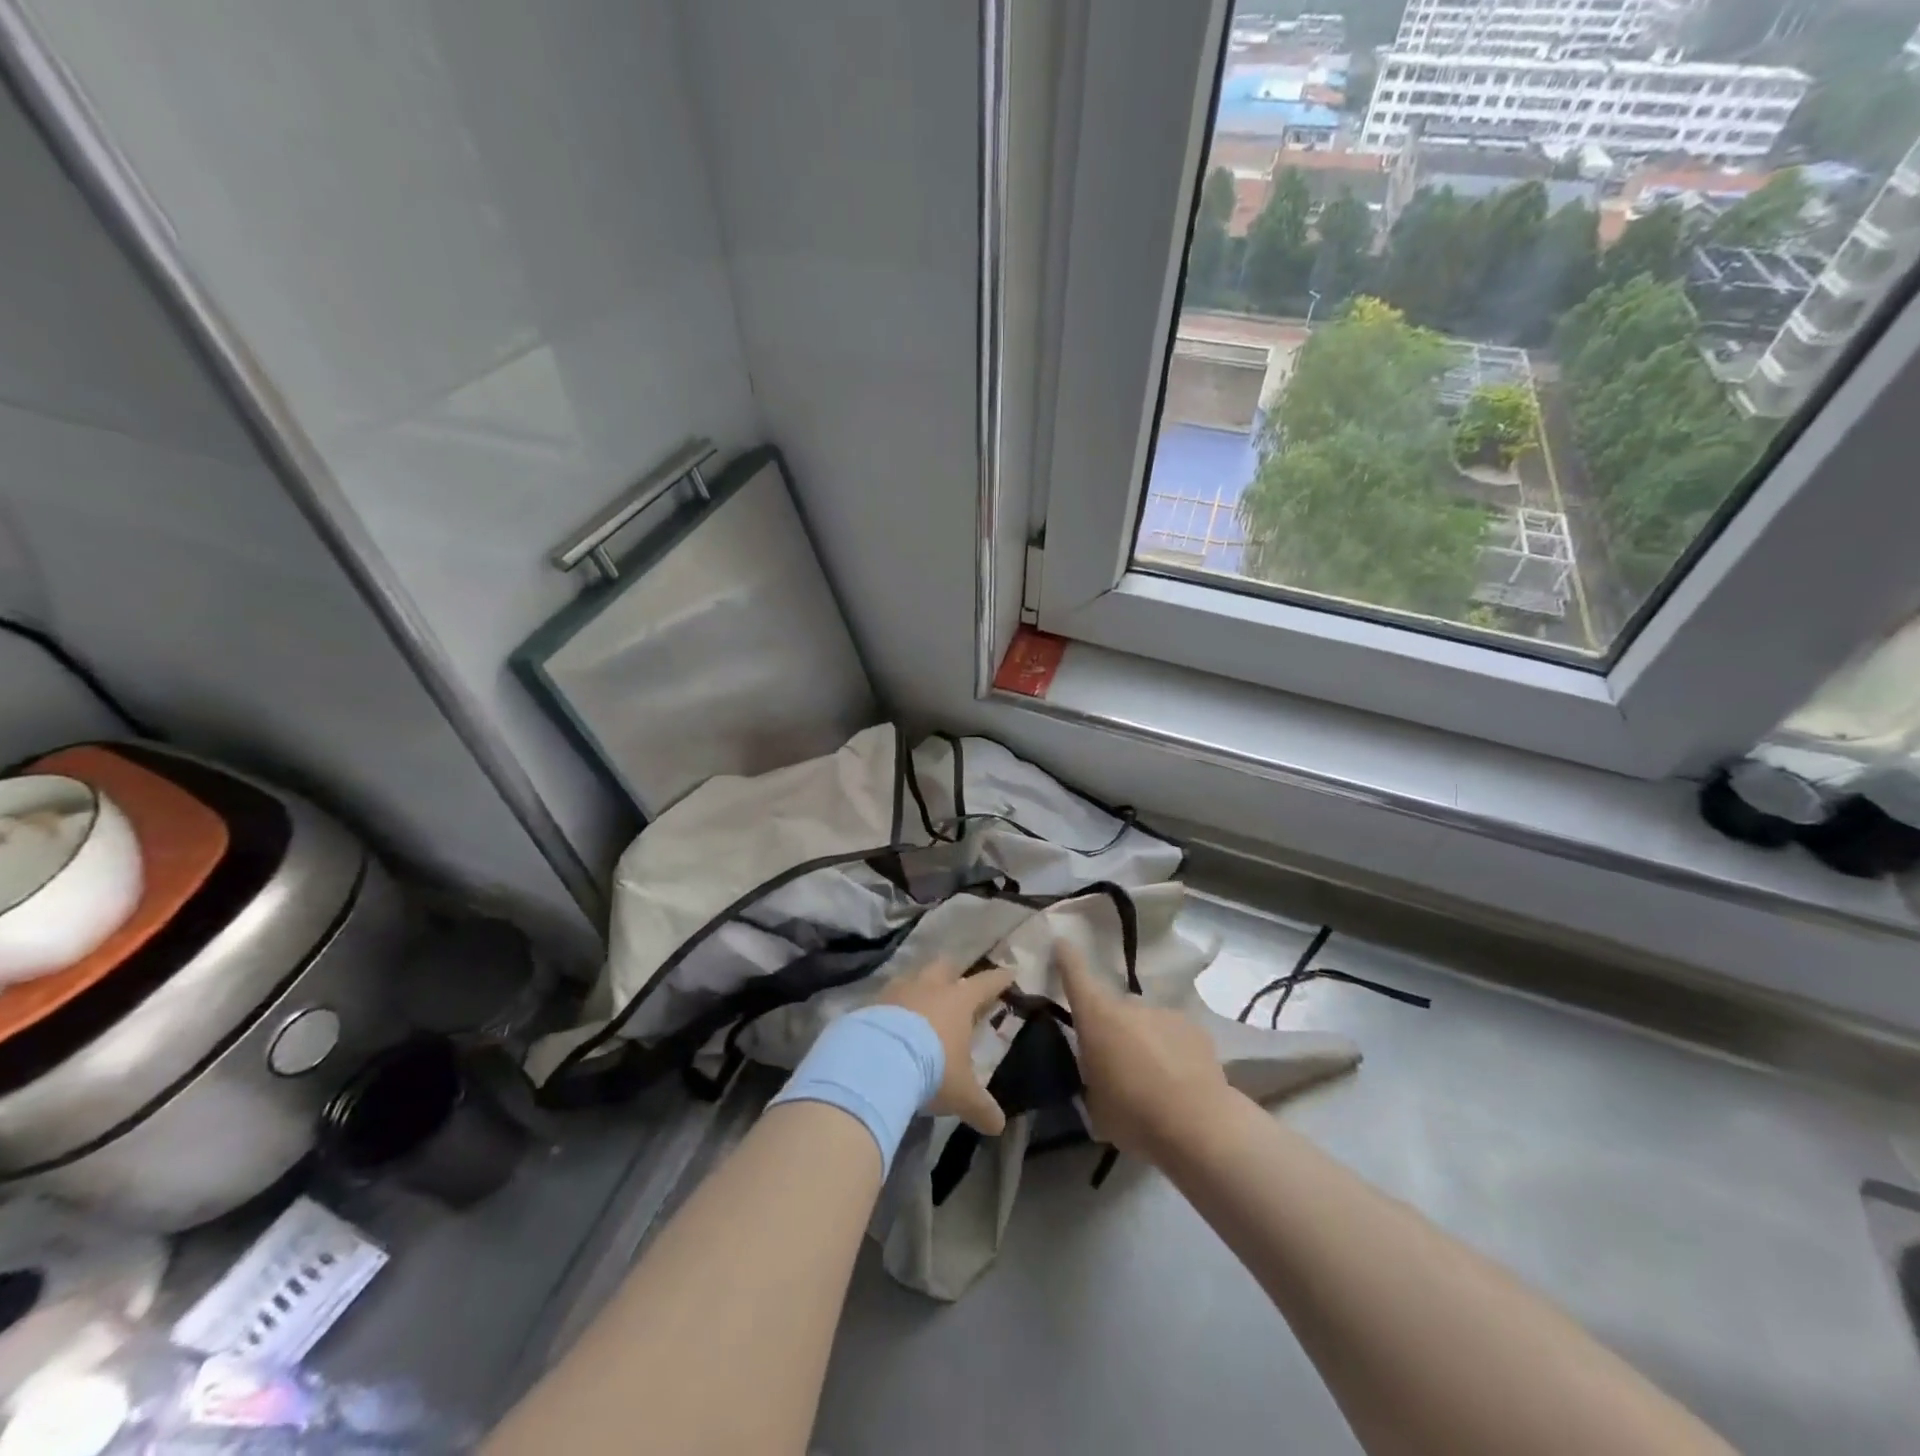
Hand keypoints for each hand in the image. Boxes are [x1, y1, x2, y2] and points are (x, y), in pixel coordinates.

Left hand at [878, 959, 1015, 1135]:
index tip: (1009, 972)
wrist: (876, 1062)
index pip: (986, 983)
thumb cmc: (931, 1070)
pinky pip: (888, 998)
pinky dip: (894, 1006)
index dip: (999, 979)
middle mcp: (929, 986)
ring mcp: (898, 990)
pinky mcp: (872, 1003)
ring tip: (921, 1003)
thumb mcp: (961, 1093)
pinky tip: (892, 1022)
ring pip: (913, 977)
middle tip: (957, 985)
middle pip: (945, 967)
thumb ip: (981, 1106)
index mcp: (959, 1000)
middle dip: (953, 973)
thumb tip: (999, 1126)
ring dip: (920, 987)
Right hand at [1055, 940, 1230, 1162]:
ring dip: (1144, 1041)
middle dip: (1112, 1028)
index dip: (1067, 958)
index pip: (1076, 975)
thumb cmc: (1133, 1114)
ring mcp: (1165, 1013)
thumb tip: (1097, 1072)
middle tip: (1116, 1063)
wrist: (1198, 1125)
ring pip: (1146, 1022)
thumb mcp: (1094, 1102)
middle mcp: (1129, 1005)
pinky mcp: (1195, 1028)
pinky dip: (1171, 1050)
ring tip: (1152, 1079)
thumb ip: (1091, 1076)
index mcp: (1097, 1017)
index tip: (1062, 942)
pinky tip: (1180, 1081)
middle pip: (1114, 1008)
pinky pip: (1173, 1034)